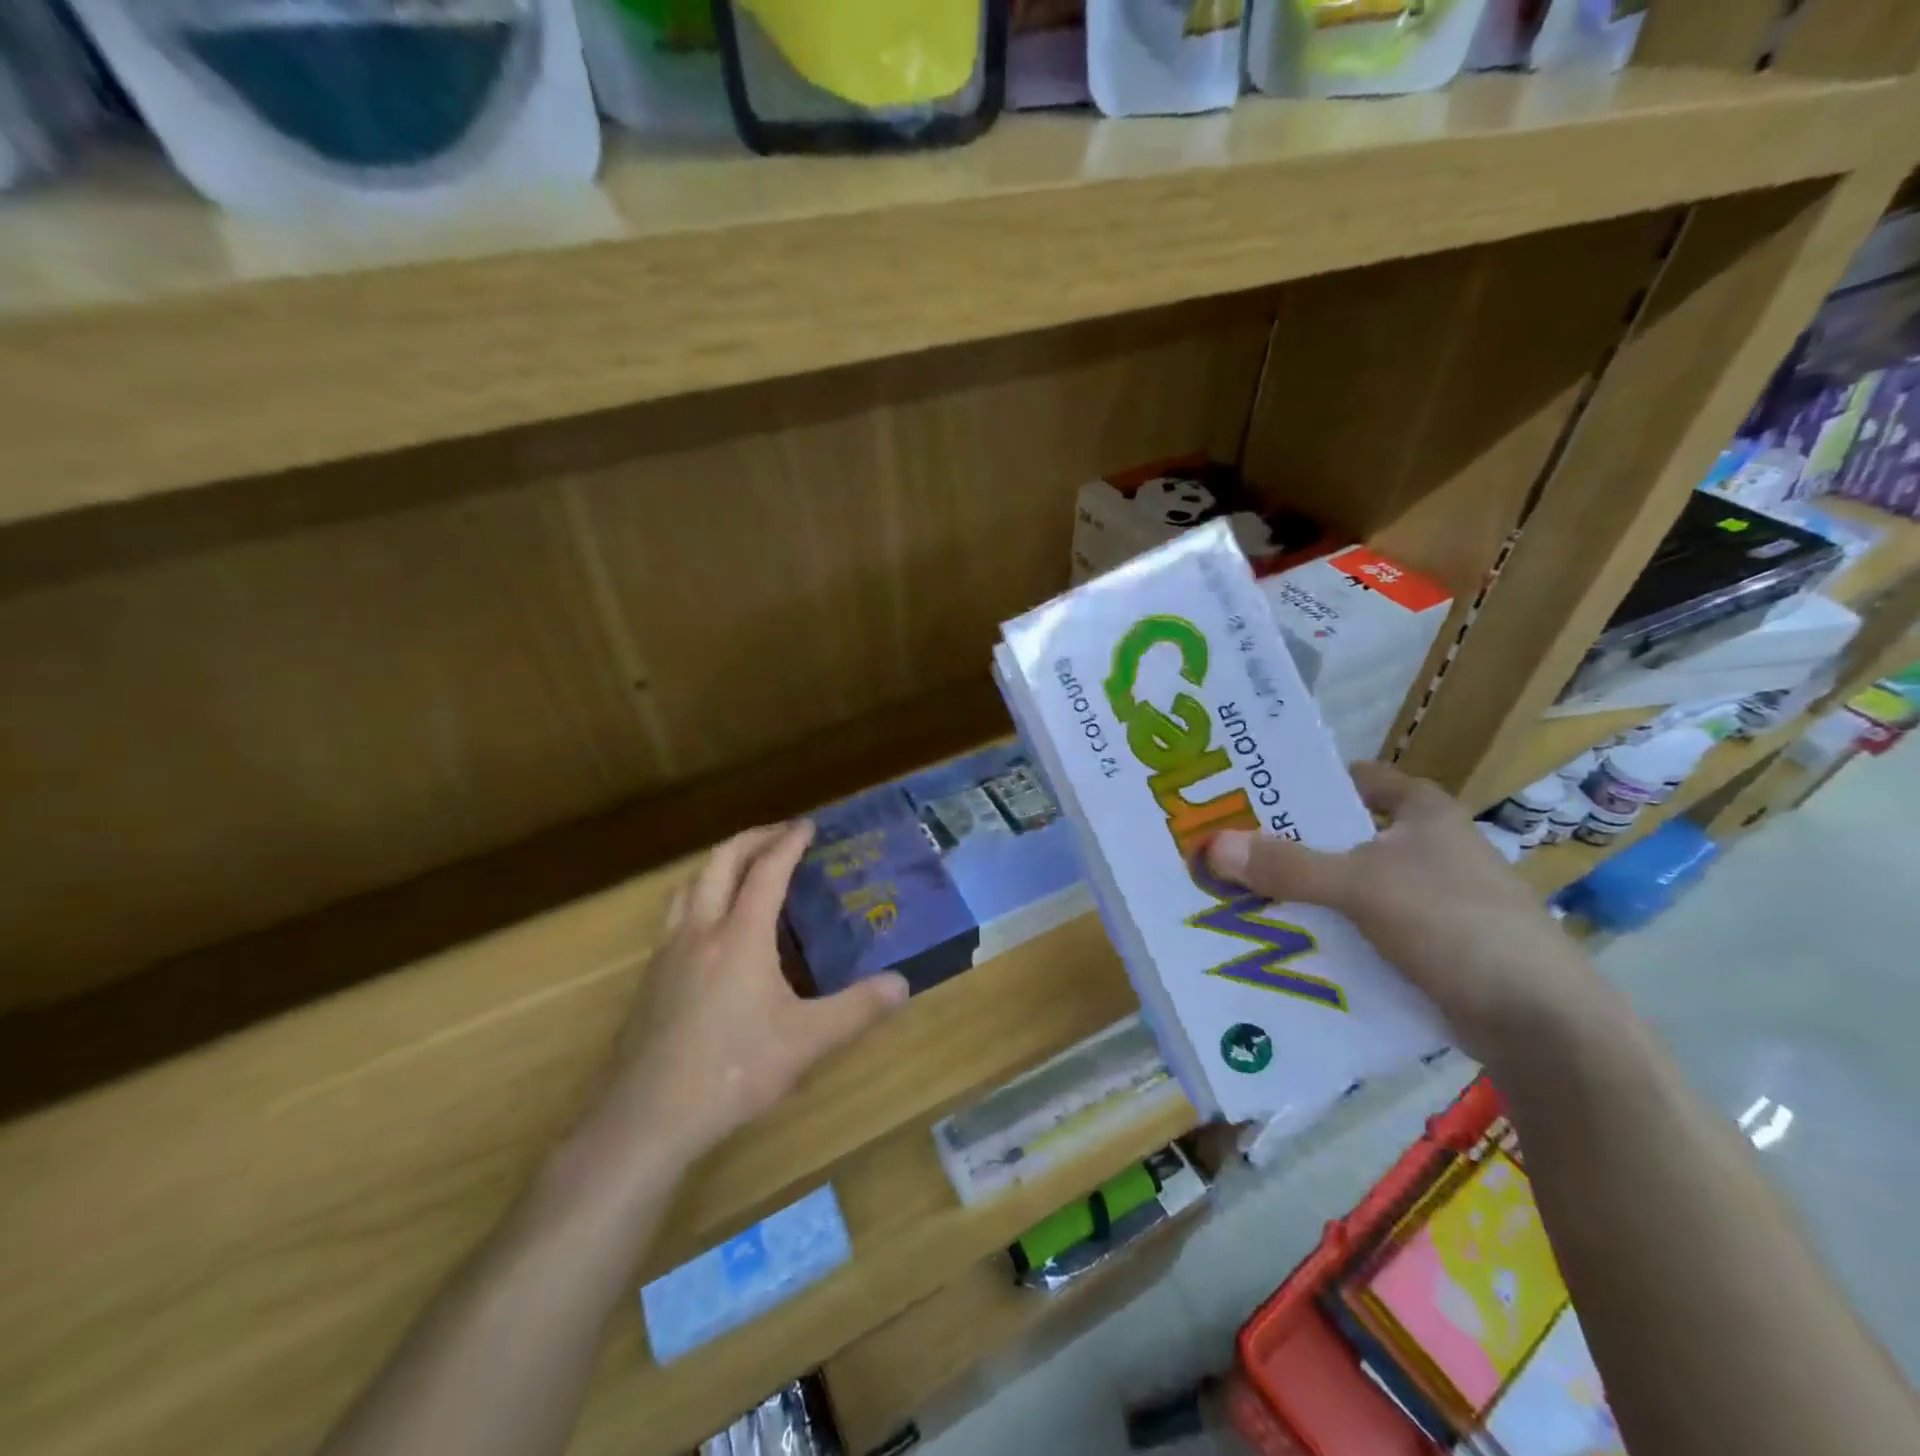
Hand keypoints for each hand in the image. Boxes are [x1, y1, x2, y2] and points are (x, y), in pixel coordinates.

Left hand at [592, 822, 908, 1165]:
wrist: (646, 1118)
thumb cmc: (732, 1071)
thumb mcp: (806, 1042)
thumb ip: (857, 1010)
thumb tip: (903, 984)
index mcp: (740, 936)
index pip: (767, 871)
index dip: (789, 843)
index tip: (809, 825)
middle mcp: (700, 930)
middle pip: (721, 862)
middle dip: (752, 839)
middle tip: (780, 834)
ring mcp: (668, 952)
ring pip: (688, 884)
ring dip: (718, 863)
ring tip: (742, 868)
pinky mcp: (649, 978)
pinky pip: (675, 914)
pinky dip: (698, 896)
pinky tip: (710, 928)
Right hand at [1205, 761, 1613, 1060]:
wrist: (1541, 1023)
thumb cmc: (1456, 924)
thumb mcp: (1363, 886)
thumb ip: (1289, 865)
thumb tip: (1212, 846)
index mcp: (1424, 814)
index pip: (1360, 779)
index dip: (1312, 781)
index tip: (1259, 792)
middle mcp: (1428, 849)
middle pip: (1345, 835)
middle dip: (1292, 843)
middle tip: (1232, 848)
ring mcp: (1432, 900)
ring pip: (1351, 885)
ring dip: (1306, 892)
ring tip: (1244, 895)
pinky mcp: (1430, 946)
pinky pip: (1363, 928)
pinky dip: (1330, 931)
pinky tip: (1288, 942)